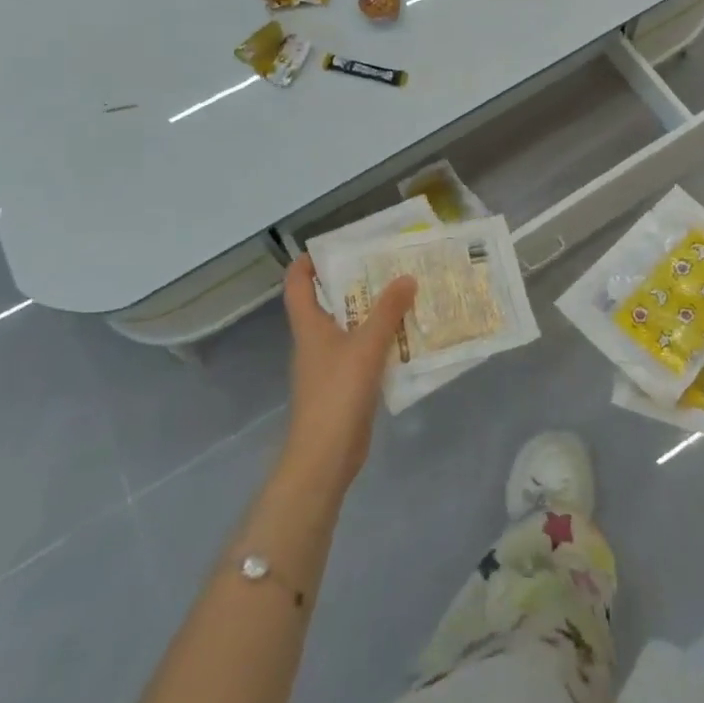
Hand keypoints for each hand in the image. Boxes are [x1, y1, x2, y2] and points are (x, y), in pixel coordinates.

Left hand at [280, 257, 416, 495]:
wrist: (325, 456)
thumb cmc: (337, 392)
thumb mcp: (367, 345)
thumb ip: (388, 310)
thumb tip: (406, 277)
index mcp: (309, 325)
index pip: (297, 284)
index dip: (308, 261)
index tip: (335, 246)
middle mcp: (315, 341)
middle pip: (328, 302)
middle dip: (354, 283)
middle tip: (386, 266)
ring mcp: (328, 365)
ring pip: (349, 328)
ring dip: (372, 313)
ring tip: (404, 295)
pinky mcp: (344, 386)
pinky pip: (363, 353)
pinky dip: (381, 342)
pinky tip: (406, 338)